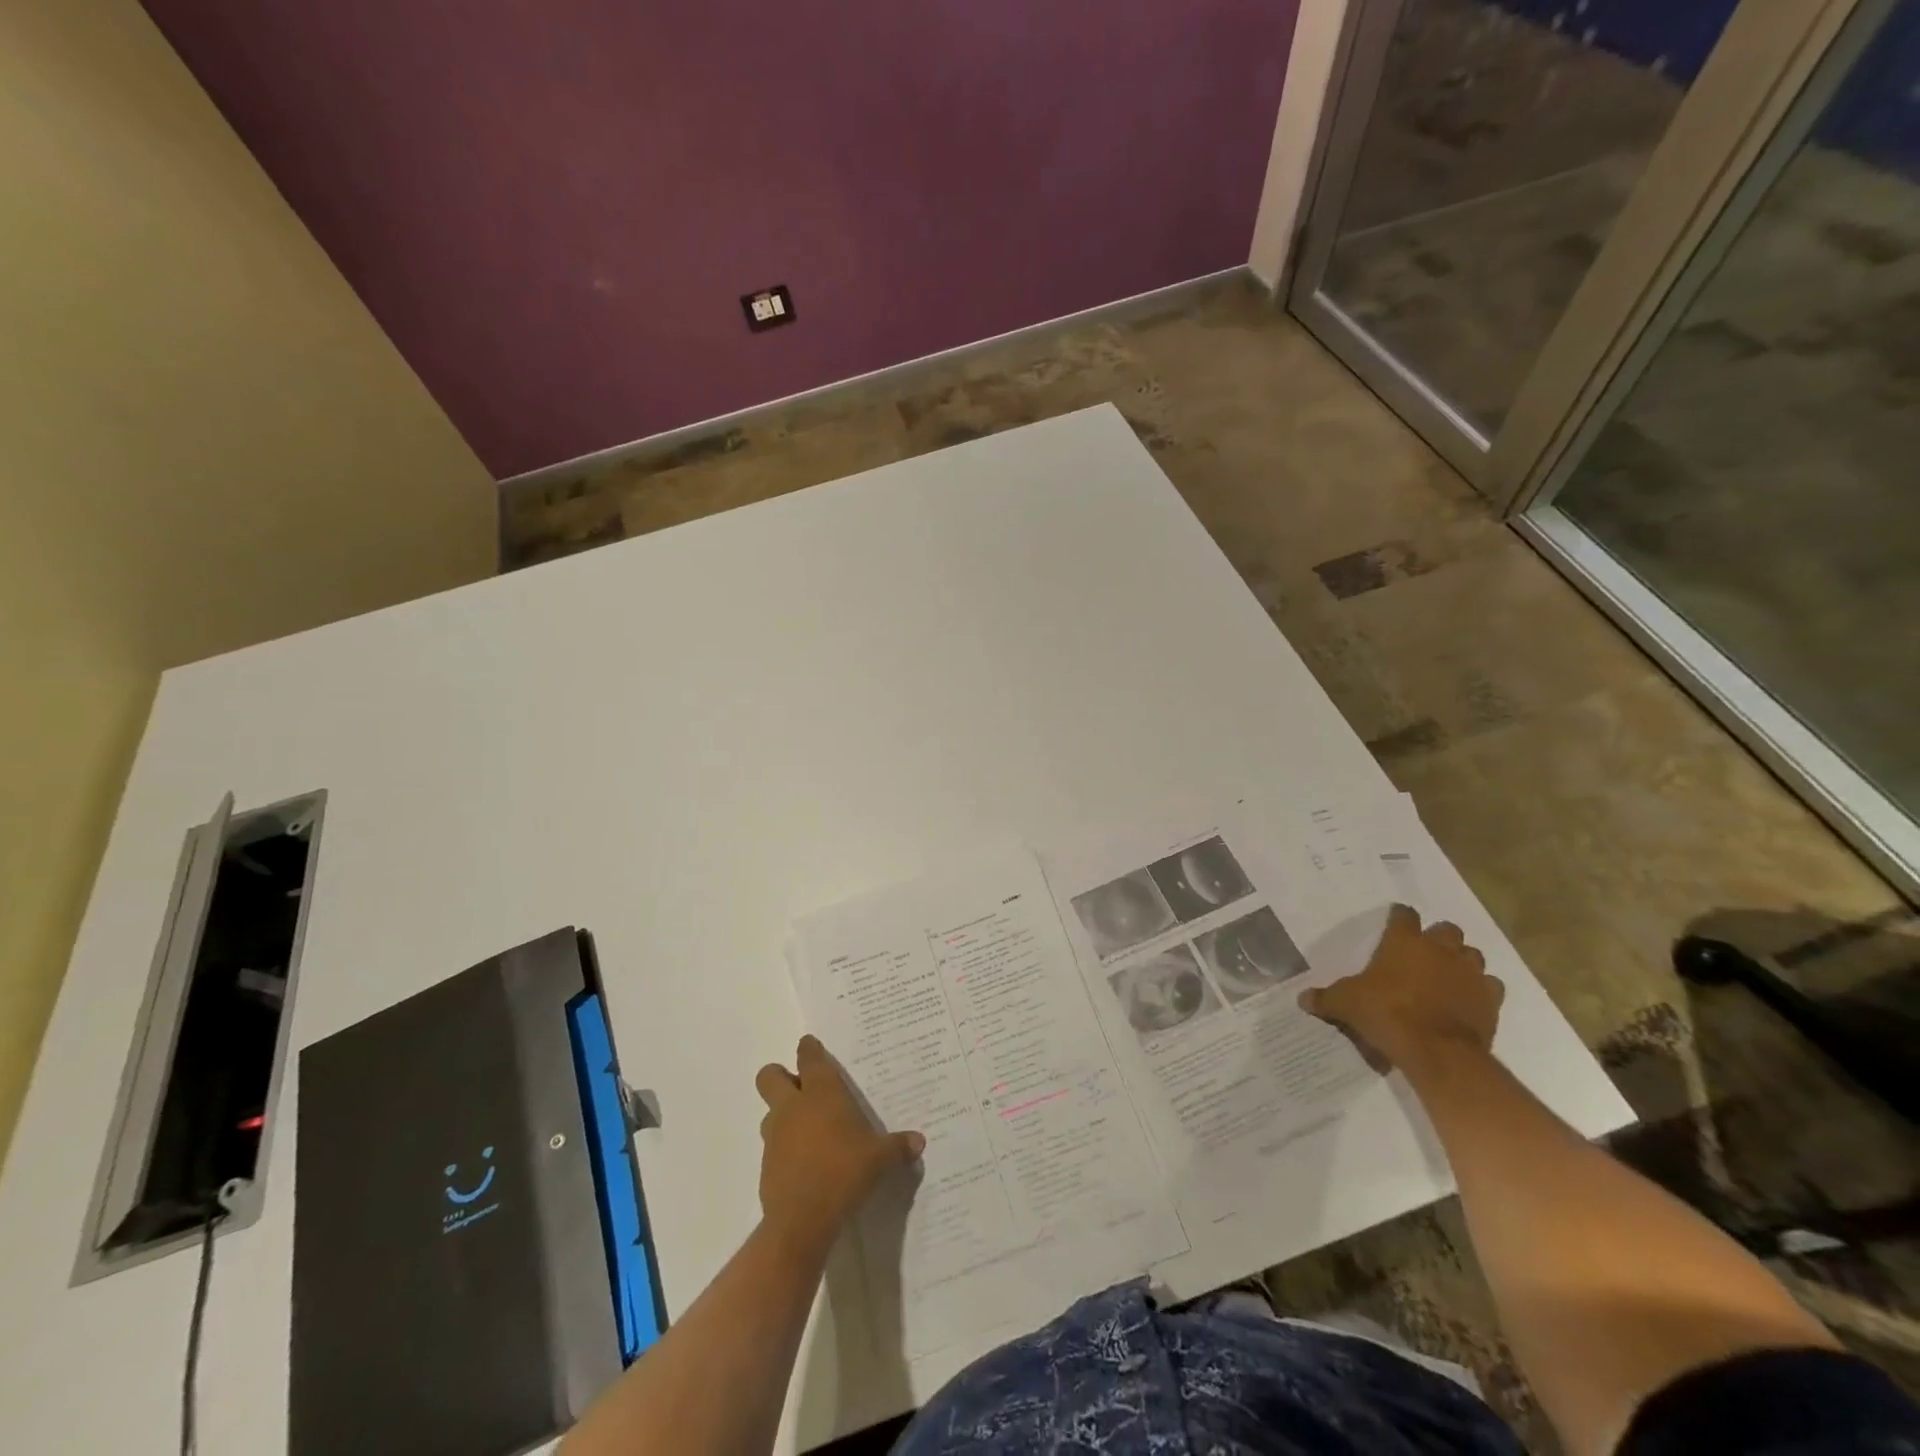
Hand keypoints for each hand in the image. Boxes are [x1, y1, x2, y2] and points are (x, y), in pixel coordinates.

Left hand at [755, 1036, 923, 1251]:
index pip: (808, 1056)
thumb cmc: (844, 1172)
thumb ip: (898, 1147)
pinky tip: (806, 1164)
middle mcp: (793, 1106)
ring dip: (784, 1114)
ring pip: (770, 1111)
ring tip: (809, 1130)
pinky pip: (773, 1145)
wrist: (802, 1220)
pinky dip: (785, 1148)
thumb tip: (919, 1142)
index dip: (809, 1048)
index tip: (813, 1047)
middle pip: (770, 1076)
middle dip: (781, 1076)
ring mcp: (775, 1135)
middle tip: (802, 1088)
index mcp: (821, 1092)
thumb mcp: (879, 1159)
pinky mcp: (766, 1164)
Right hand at [1300, 904, 1503, 1073]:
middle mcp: (1440, 949)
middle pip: (1447, 929)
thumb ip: (1325, 998)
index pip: (1404, 915)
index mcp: (1404, 941)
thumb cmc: (1387, 1014)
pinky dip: (1481, 989)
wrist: (1438, 1051)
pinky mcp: (1490, 999)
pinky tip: (1468, 999)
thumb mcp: (1345, 1004)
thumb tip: (1301, 999)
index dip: (1399, 917)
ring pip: (1473, 954)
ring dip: (1462, 960)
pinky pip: (1490, 986)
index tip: (1395, 921)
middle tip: (1424, 952)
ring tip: (1448, 974)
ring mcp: (1470, 973)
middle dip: (1438, 937)